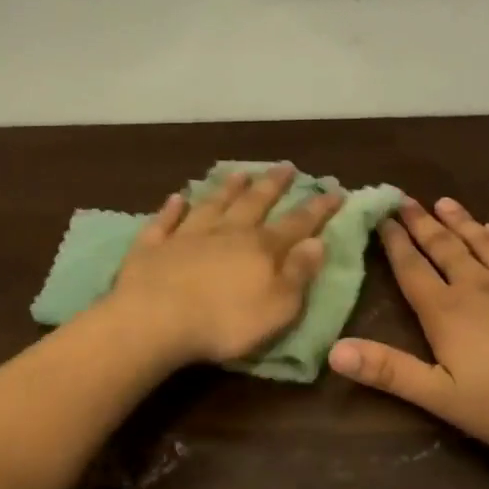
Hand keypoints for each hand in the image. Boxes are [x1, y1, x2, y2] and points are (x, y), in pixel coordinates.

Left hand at [110, 164, 342, 367]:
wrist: (154, 320)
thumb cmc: (224, 322)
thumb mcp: (277, 307)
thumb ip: (298, 274)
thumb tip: (317, 243)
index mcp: (261, 249)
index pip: (297, 223)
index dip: (318, 208)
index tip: (335, 190)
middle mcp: (226, 233)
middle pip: (254, 203)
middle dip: (273, 185)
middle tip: (286, 166)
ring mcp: (186, 236)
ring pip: (212, 204)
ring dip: (227, 188)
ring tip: (240, 173)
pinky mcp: (153, 246)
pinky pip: (165, 221)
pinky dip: (172, 209)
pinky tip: (176, 198)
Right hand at [328, 197, 488, 455]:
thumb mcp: (444, 397)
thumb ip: (390, 371)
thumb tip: (334, 350)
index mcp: (447, 312)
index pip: (412, 270)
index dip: (394, 244)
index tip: (381, 217)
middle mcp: (478, 285)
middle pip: (443, 248)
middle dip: (421, 224)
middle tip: (404, 199)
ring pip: (481, 241)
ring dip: (459, 222)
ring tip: (443, 202)